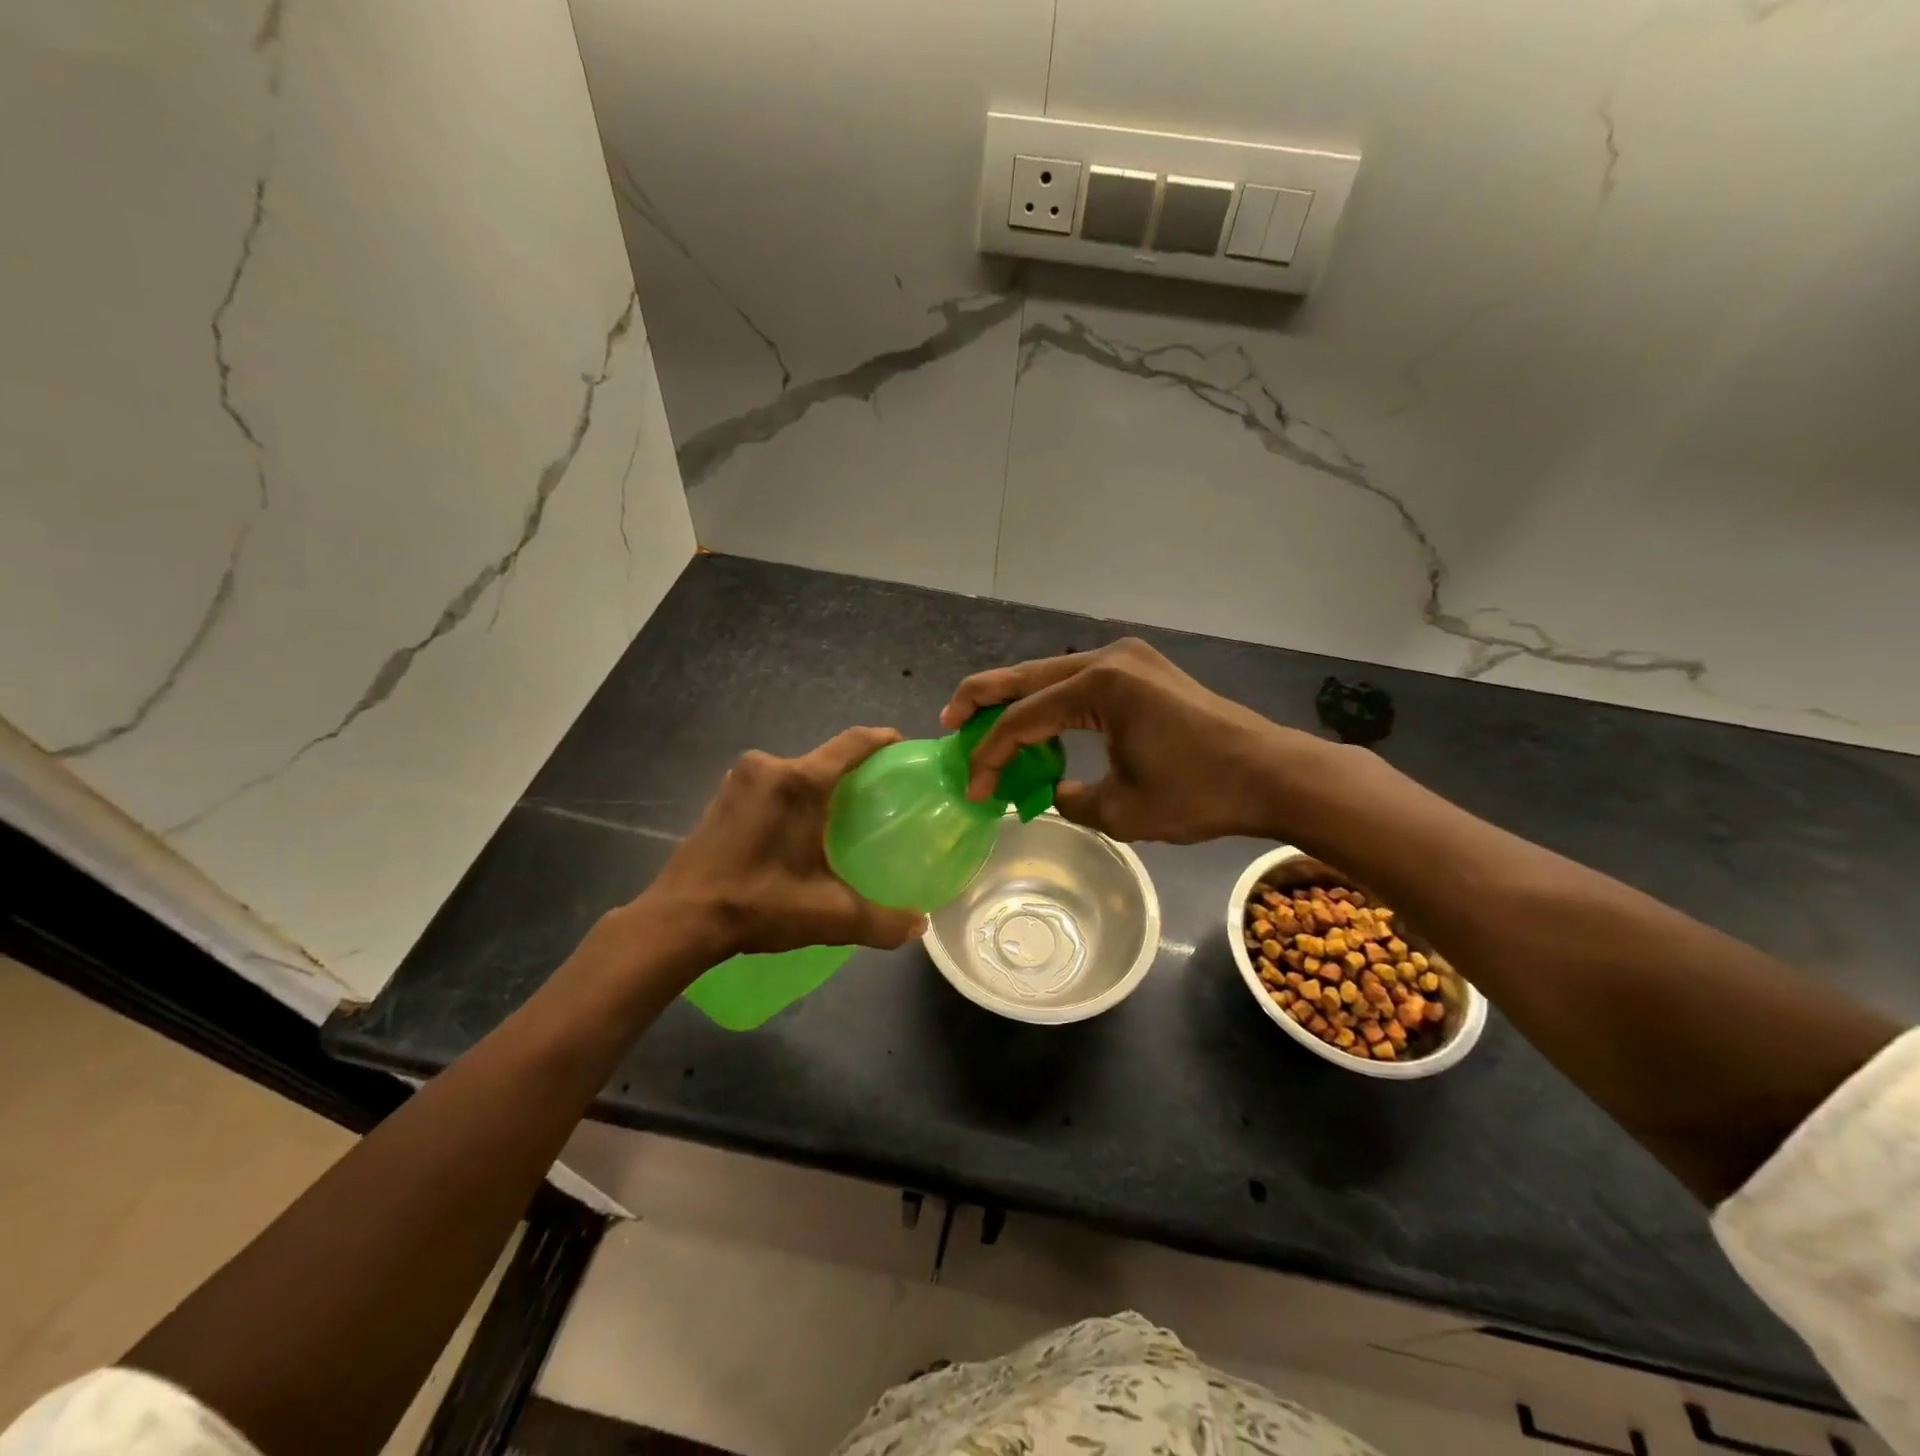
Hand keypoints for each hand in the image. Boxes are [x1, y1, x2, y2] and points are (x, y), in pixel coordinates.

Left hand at [640, 728, 926, 958]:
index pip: (853, 743)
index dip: (882, 740)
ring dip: (816, 788)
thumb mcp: (830, 916)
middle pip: (823, 759)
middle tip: (876, 799)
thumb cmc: (759, 904)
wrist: (680, 919)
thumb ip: (882, 921)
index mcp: (800, 782)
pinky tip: (795, 832)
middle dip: (850, 773)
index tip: (903, 747)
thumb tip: (919, 925)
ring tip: (838, 818)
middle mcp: (769, 767)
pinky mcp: (721, 797)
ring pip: (794, 773)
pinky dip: (789, 799)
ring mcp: (739, 779)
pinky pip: (769, 786)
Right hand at [941, 639, 1313, 843]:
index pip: (1023, 719)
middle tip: (948, 722)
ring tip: (984, 726)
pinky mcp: (1142, 671)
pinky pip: (1079, 682)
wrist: (1272, 774)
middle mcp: (1108, 659)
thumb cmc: (1199, 793)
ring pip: (1050, 675)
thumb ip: (1069, 800)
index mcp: (1100, 685)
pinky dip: (1051, 704)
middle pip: (1026, 676)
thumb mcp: (1122, 811)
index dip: (990, 755)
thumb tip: (1050, 791)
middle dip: (982, 699)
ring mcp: (1128, 659)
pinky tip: (1039, 727)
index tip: (974, 790)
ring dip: (1017, 701)